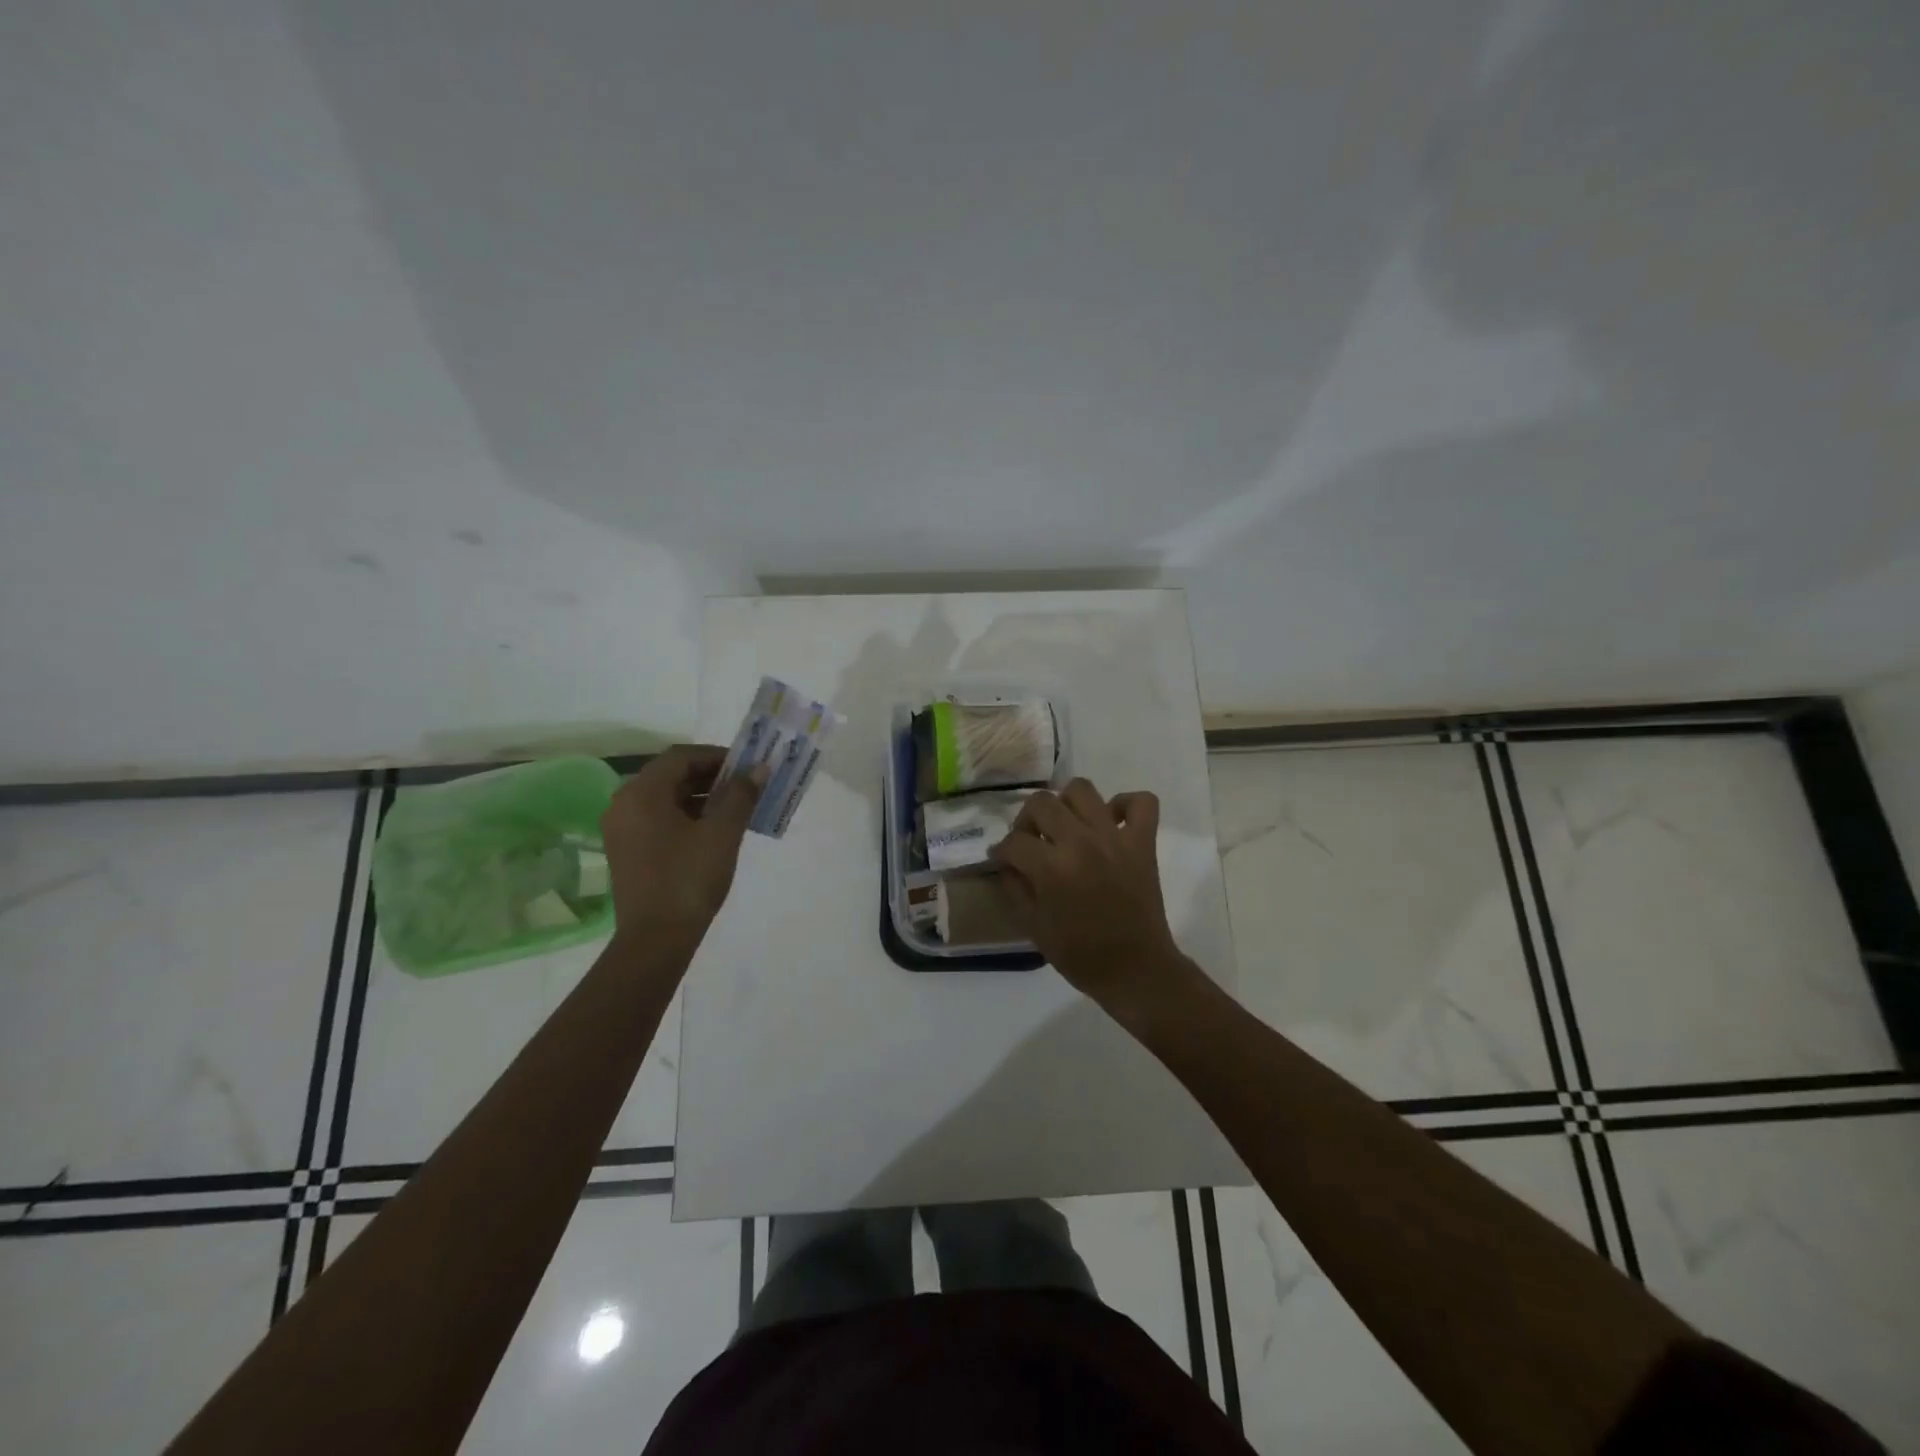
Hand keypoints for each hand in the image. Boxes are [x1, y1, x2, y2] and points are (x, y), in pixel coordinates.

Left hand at [600, 745, 761, 937]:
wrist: (656, 940)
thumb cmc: (689, 879)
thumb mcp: (722, 833)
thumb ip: (741, 795)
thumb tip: (759, 769)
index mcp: (641, 793)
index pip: (681, 757)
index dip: (717, 756)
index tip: (747, 767)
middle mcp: (624, 804)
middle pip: (670, 775)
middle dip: (711, 776)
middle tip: (746, 786)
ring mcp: (622, 829)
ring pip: (665, 798)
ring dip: (701, 796)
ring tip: (736, 808)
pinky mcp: (627, 850)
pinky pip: (659, 819)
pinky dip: (687, 816)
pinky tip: (714, 830)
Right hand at [988, 778, 1186, 1011]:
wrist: (1136, 970)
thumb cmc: (1081, 955)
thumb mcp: (1033, 927)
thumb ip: (1015, 888)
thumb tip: (1008, 863)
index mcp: (1052, 867)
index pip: (1014, 841)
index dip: (1002, 851)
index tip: (1002, 860)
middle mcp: (1082, 842)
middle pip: (1042, 803)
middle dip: (1027, 820)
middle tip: (1031, 841)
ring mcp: (1115, 837)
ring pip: (1083, 789)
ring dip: (1067, 803)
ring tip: (1066, 826)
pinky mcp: (1143, 842)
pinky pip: (1142, 802)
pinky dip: (1126, 804)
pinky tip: (1111, 822)